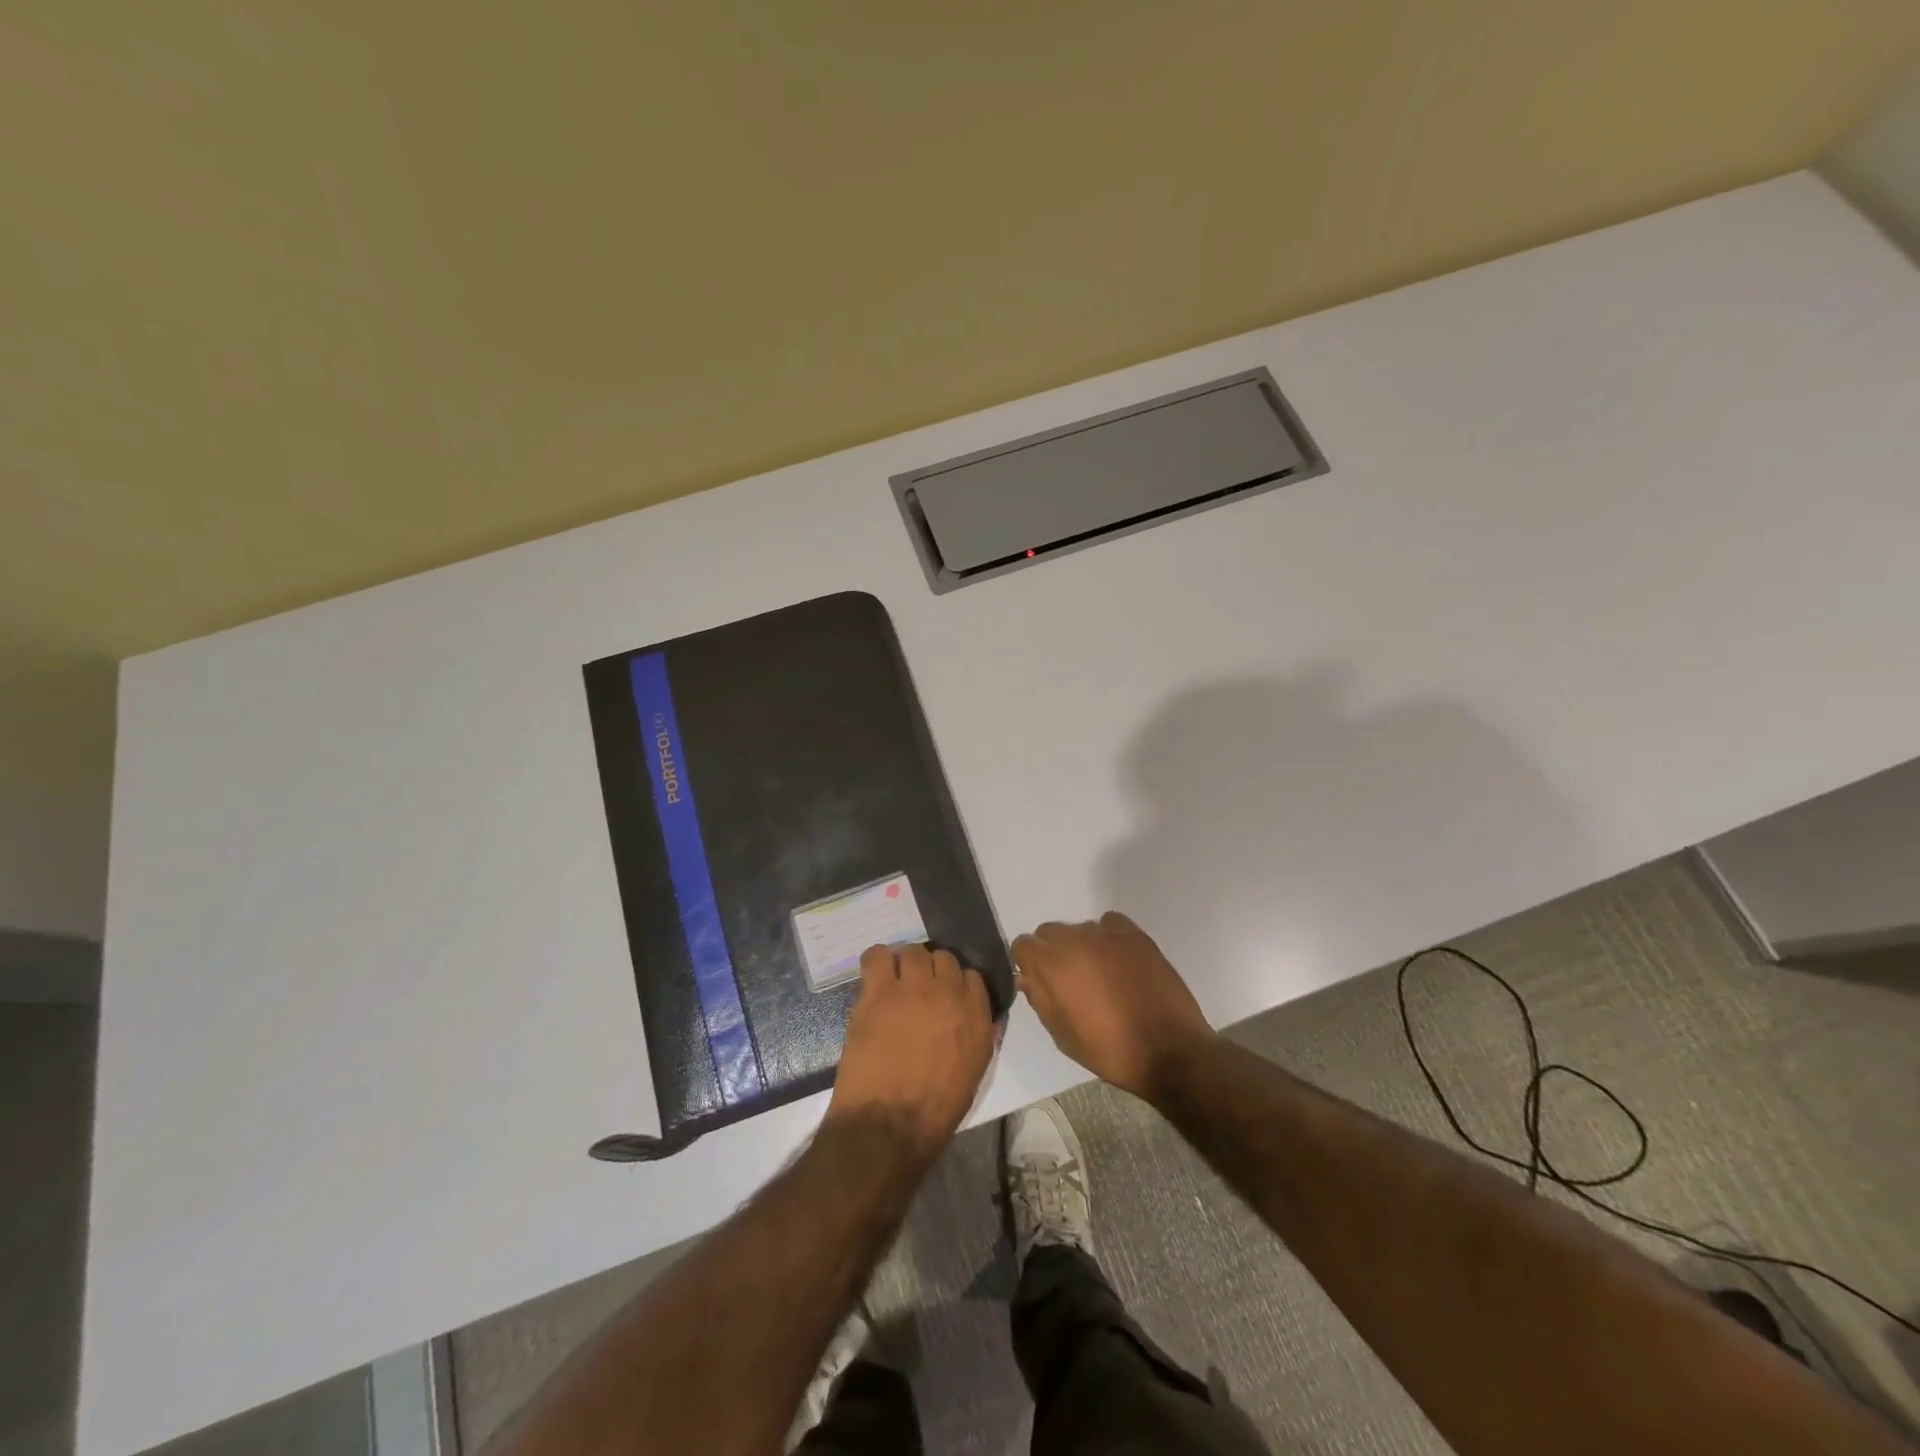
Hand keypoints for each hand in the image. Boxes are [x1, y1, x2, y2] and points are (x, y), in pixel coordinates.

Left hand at [825, 943, 995, 1159]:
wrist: (890, 1125)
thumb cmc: (934, 1110)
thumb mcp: (974, 1072)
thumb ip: (978, 1034)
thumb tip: (975, 1014)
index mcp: (977, 1016)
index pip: (971, 977)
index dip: (955, 984)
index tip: (943, 996)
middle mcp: (950, 993)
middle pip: (943, 958)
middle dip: (932, 971)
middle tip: (917, 991)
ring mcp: (913, 988)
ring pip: (913, 952)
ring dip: (906, 965)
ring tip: (894, 984)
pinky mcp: (879, 991)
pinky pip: (877, 956)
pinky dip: (877, 961)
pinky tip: (874, 978)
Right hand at [1011, 913, 1216, 1100]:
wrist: (1170, 1051)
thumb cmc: (1110, 1050)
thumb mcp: (1063, 1036)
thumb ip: (1040, 999)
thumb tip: (1028, 977)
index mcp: (1052, 964)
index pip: (1023, 945)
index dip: (1027, 963)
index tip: (1038, 982)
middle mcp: (1075, 939)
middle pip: (1049, 932)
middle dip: (1052, 952)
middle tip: (1069, 982)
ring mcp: (1107, 933)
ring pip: (1079, 929)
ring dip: (1081, 947)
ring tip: (1099, 975)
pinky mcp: (1135, 934)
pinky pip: (1109, 924)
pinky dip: (1107, 938)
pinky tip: (1118, 961)